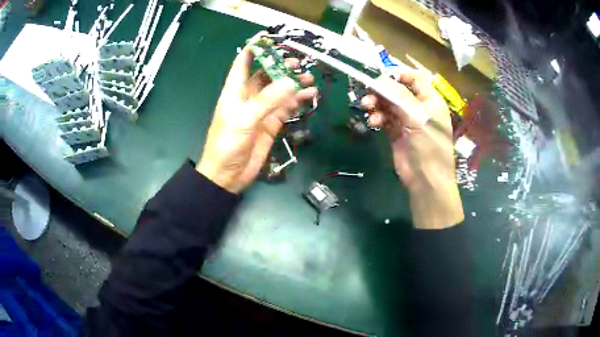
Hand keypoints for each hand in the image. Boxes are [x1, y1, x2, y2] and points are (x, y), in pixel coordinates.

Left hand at [197, 46, 316, 193]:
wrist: (228, 175)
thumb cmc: (227, 143)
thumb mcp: (245, 119)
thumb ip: (268, 100)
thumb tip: (291, 81)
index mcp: (235, 90)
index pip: (243, 62)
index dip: (254, 48)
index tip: (269, 38)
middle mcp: (248, 96)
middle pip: (265, 74)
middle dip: (280, 66)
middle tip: (298, 62)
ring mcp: (261, 110)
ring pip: (279, 90)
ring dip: (293, 84)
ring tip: (310, 79)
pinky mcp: (270, 124)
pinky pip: (285, 107)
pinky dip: (297, 101)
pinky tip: (309, 96)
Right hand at [362, 71, 463, 228]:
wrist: (425, 180)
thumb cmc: (429, 146)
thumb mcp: (417, 117)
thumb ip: (399, 96)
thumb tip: (380, 78)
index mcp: (430, 100)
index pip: (415, 78)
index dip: (399, 75)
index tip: (382, 77)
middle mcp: (419, 107)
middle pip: (397, 90)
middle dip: (382, 90)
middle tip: (368, 92)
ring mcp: (407, 120)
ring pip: (388, 103)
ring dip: (376, 103)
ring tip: (367, 107)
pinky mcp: (396, 132)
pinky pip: (383, 117)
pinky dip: (377, 117)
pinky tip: (373, 122)